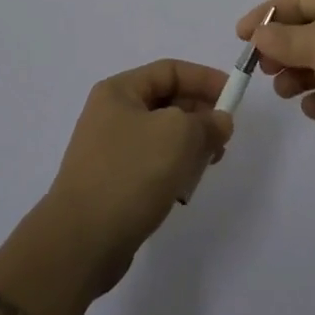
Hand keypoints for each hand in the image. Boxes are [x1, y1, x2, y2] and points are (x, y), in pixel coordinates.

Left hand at [40, 59, 234, 296]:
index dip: (205, 79)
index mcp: (119, 91)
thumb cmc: (130, 174)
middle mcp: (111, 114)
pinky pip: (152, 164)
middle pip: (167, 102)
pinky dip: (173, 170)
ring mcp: (109, 150)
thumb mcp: (178, 135)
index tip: (234, 96)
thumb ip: (207, 121)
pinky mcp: (113, 182)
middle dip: (200, 115)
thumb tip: (220, 121)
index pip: (170, 70)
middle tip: (224, 137)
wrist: (80, 243)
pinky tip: (184, 189)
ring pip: (162, 135)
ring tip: (208, 164)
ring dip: (189, 146)